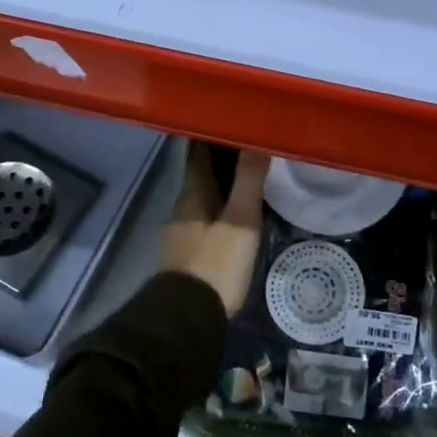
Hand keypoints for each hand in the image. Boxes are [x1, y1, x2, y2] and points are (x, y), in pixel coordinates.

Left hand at [160, 145, 269, 317]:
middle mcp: (181, 206)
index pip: (196, 151)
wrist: (187, 317)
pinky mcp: (185, 254)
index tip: (226, 119)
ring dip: (218, 184)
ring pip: (201, 197)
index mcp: (192, 193)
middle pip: (199, 174)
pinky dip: (217, 208)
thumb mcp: (240, 221)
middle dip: (218, 158)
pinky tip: (232, 215)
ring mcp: (180, 232)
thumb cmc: (216, 263)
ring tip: (244, 177)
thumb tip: (257, 139)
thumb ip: (248, 181)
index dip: (209, 134)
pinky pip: (202, 218)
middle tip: (246, 144)